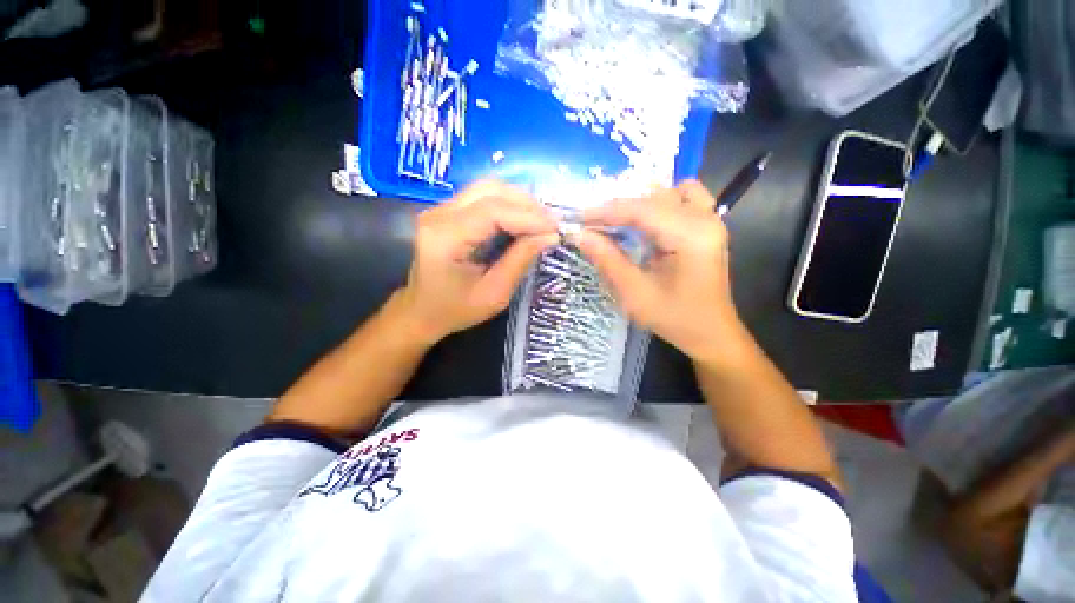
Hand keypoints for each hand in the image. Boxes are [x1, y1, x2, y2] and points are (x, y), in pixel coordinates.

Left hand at [396, 180, 558, 343]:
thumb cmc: (455, 310)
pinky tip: (523, 219)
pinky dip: (508, 205)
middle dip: (527, 204)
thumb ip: (520, 260)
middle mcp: (438, 214)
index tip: (556, 229)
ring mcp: (440, 209)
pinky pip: (483, 197)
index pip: (493, 211)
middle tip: (552, 224)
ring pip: (488, 189)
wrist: (421, 311)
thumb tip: (550, 236)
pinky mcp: (447, 211)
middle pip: (491, 191)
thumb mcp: (494, 293)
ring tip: (541, 221)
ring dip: (519, 201)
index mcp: (445, 238)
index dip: (529, 216)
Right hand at [576, 180, 741, 362]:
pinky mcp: (707, 226)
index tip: (577, 217)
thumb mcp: (635, 293)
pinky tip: (644, 224)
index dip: (605, 211)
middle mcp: (705, 219)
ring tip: (616, 225)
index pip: (641, 210)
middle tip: (591, 226)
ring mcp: (710, 220)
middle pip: (653, 198)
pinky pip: (681, 199)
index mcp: (690, 236)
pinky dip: (657, 206)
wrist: (710, 333)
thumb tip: (580, 235)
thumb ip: (607, 259)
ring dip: (638, 206)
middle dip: (618, 210)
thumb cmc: (674, 318)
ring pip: (667, 194)